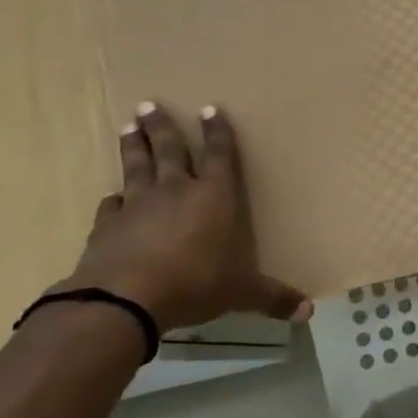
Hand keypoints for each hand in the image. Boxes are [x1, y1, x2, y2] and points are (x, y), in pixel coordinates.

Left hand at [59, 102, 310, 332]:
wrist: (125, 298)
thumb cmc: (196, 283)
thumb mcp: (242, 292)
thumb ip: (273, 298)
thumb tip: (309, 313)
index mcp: (215, 198)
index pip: (220, 156)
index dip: (218, 133)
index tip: (209, 109)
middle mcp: (177, 192)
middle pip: (171, 151)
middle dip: (163, 127)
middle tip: (150, 104)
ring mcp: (138, 206)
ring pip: (137, 168)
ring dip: (135, 147)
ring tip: (128, 126)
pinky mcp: (108, 226)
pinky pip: (112, 205)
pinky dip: (114, 198)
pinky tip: (112, 196)